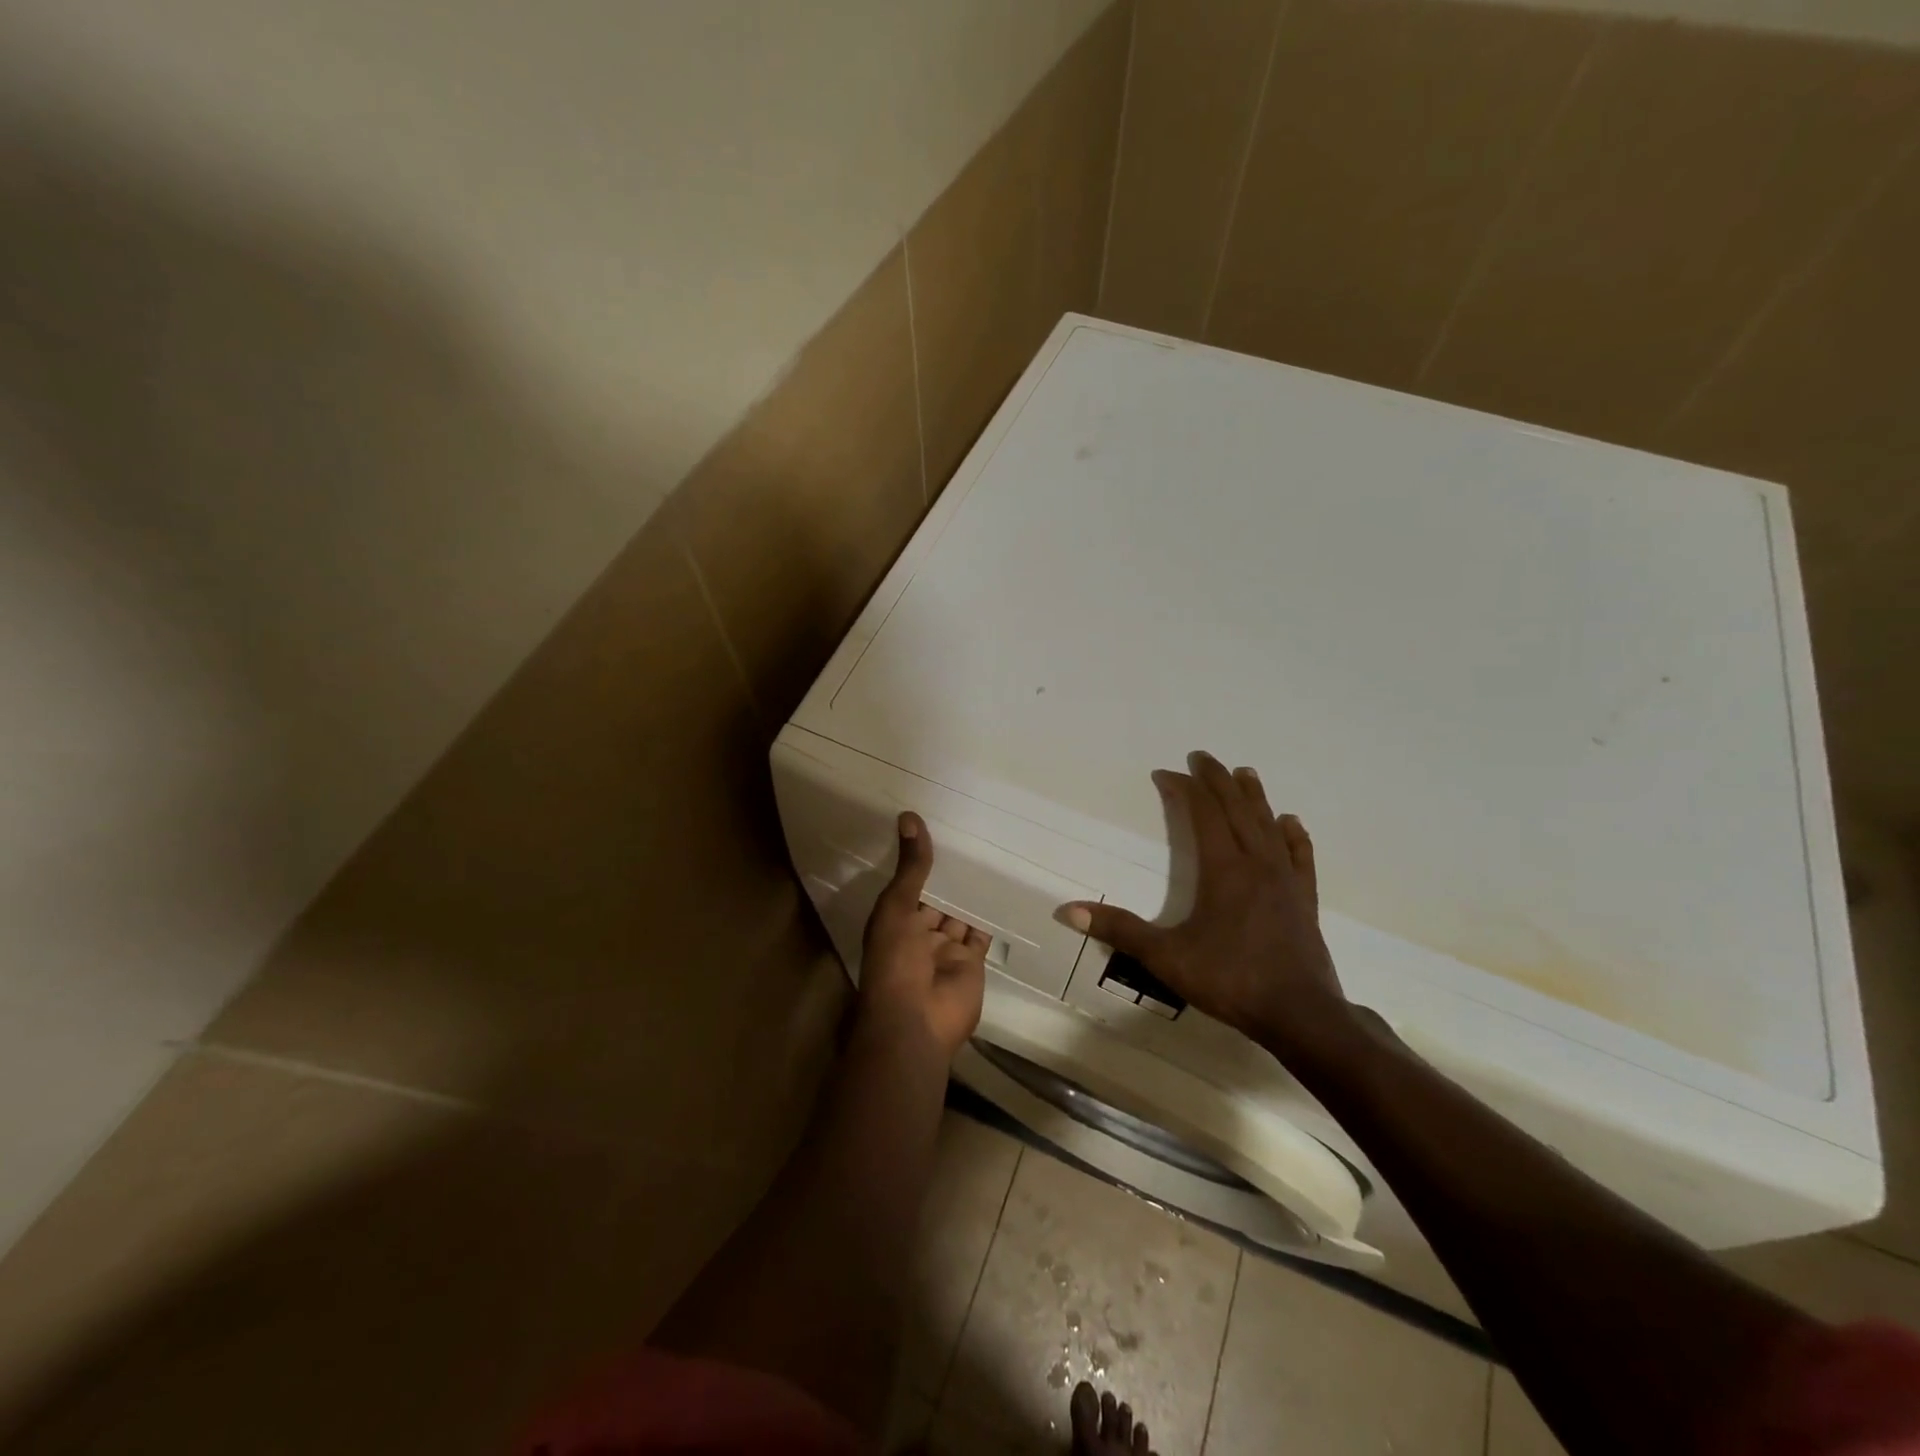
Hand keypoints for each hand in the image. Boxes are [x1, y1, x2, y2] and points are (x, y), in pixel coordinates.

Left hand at [858, 813, 988, 1057]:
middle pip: (938, 897)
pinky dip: (990, 915)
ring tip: (992, 852)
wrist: (916, 1021)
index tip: (940, 826)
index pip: (911, 883)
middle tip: (973, 833)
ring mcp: (946, 948)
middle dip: (951, 874)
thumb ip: (911, 867)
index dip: (922, 860)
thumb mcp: (897, 907)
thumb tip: (910, 817)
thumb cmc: (895, 961)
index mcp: (895, 918)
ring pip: (961, 913)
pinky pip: (982, 932)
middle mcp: (920, 931)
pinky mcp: (972, 961)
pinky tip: (1003, 887)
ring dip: (971, 892)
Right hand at [1062, 752, 1352, 1061]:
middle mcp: (1256, 863)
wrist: (1300, 1015)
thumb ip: (1118, 930)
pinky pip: (1300, 856)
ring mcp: (1285, 880)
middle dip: (1218, 780)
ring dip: (1254, 797)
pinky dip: (1293, 835)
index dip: (1185, 789)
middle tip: (1204, 757)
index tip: (1167, 774)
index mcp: (1223, 869)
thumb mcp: (1165, 956)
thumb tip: (1067, 911)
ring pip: (1268, 825)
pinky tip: (1291, 823)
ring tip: (1245, 773)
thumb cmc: (1229, 979)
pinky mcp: (1304, 900)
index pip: (1203, 814)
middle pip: (1237, 809)